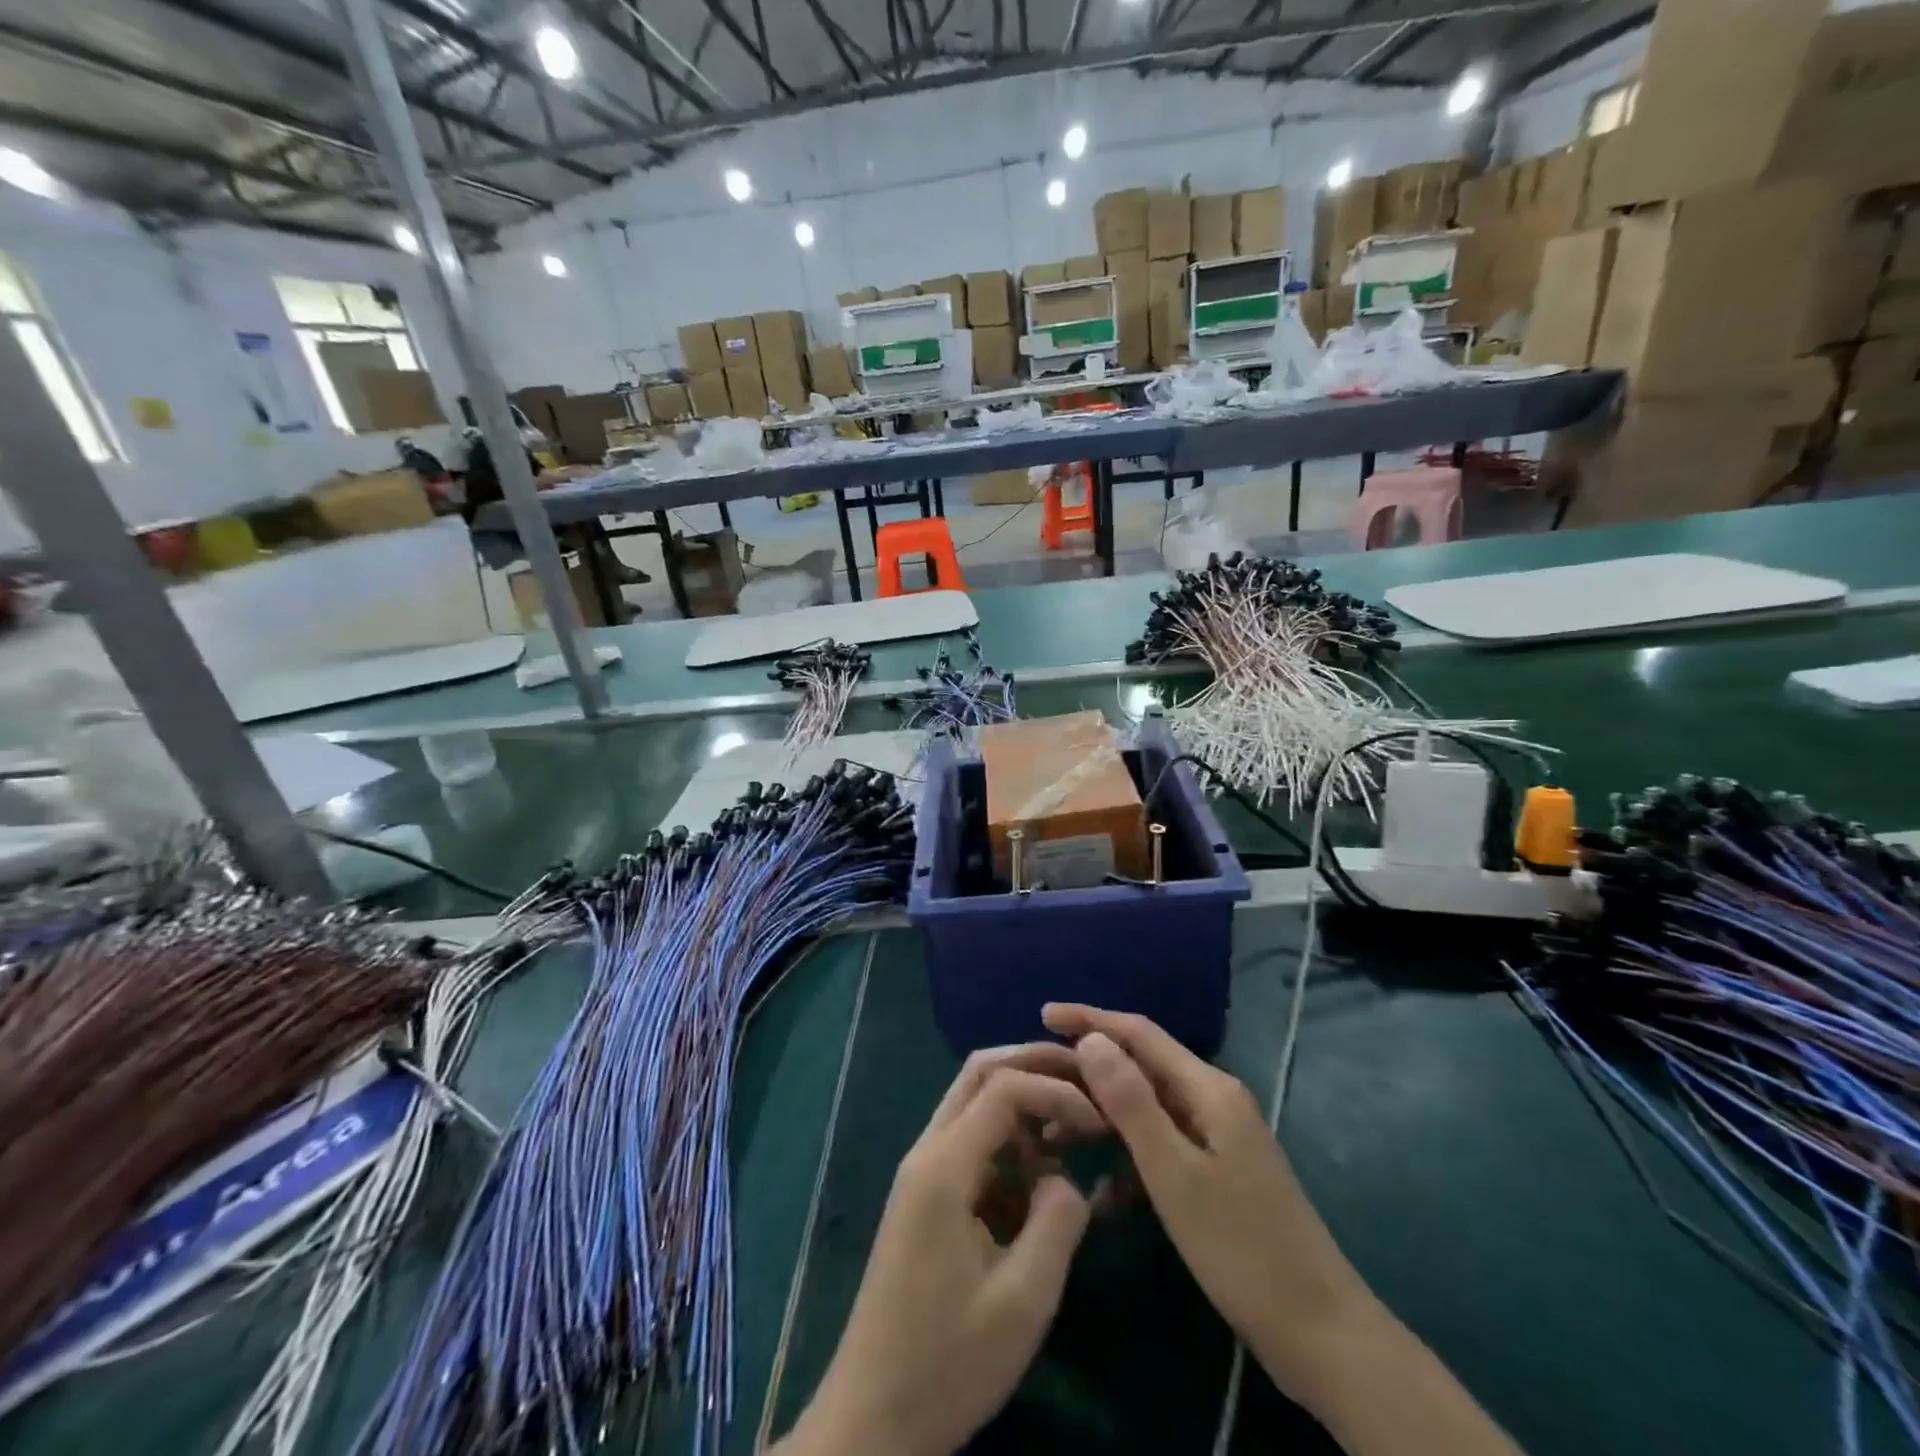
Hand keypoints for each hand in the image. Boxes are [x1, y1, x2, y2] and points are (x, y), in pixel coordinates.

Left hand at [775, 1044, 1105, 1455]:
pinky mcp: (927, 1198)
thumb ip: (1058, 1221)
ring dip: (1023, 1103)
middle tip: (1088, 1082)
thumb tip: (1068, 1178)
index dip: (1056, 1091)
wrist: (872, 1419)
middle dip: (1035, 1067)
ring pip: (974, 1104)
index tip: (1102, 1119)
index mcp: (942, 1166)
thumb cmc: (947, 1362)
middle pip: (980, 1075)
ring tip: (1073, 1127)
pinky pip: (971, 1144)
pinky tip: (1042, 1174)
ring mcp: (923, 1173)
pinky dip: (1010, 1142)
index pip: (1003, 1088)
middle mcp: (927, 1152)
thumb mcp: (1022, 1300)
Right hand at [1043, 1004, 1521, 1455]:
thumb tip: (1091, 1039)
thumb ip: (1131, 1103)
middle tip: (1039, 1082)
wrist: (1320, 1333)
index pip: (1139, 1033)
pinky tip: (1102, 1195)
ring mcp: (1218, 1137)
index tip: (1043, 1014)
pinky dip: (1129, 1160)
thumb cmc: (1241, 1248)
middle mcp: (1214, 1100)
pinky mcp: (1218, 1172)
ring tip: (1055, 1137)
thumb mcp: (1175, 1174)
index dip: (1090, 1019)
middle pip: (1142, 1067)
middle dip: (1090, 1071)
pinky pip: (1161, 1147)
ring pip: (1147, 1109)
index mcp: (1209, 1089)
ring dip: (1104, 1118)